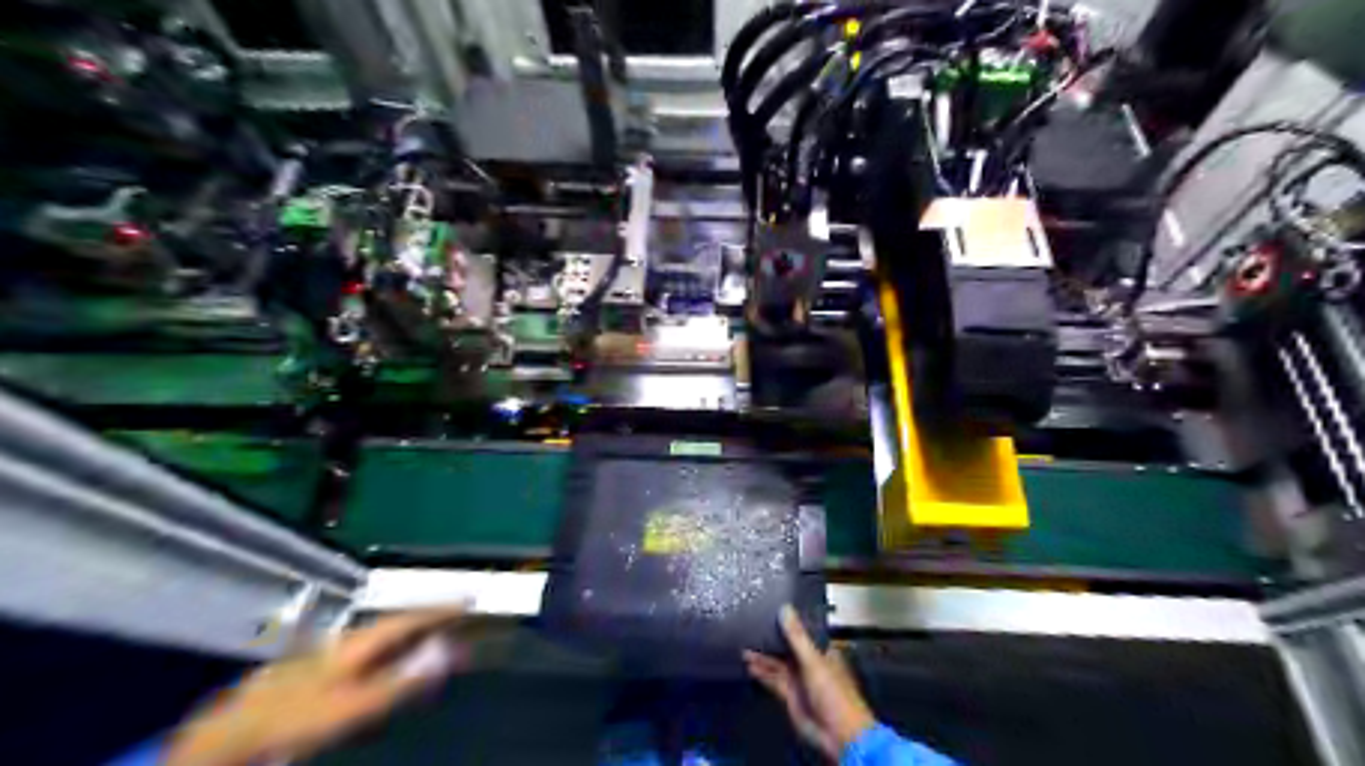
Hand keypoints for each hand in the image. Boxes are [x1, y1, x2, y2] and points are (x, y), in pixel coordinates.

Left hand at [165, 608, 469, 762]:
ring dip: (412, 636)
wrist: (231, 737)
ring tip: (436, 637)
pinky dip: (392, 654)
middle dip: (430, 618)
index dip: (442, 608)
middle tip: (460, 617)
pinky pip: (369, 655)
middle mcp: (347, 641)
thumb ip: (402, 679)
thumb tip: (447, 650)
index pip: (411, 617)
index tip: (470, 598)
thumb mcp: (355, 704)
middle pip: (398, 623)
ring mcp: (330, 655)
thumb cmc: (296, 718)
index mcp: (358, 641)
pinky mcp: (319, 674)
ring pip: (382, 639)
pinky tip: (392, 666)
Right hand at [747, 605, 872, 758]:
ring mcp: (799, 680)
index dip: (787, 623)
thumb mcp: (814, 661)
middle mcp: (810, 663)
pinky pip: (774, 681)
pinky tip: (749, 665)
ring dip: (763, 657)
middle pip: (787, 648)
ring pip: (778, 665)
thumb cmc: (833, 692)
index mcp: (822, 651)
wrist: (838, 735)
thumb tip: (784, 608)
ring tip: (744, 647)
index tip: (769, 609)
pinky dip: (762, 674)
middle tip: (749, 627)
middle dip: (770, 641)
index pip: (802, 633)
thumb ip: (797, 636)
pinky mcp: (790, 696)